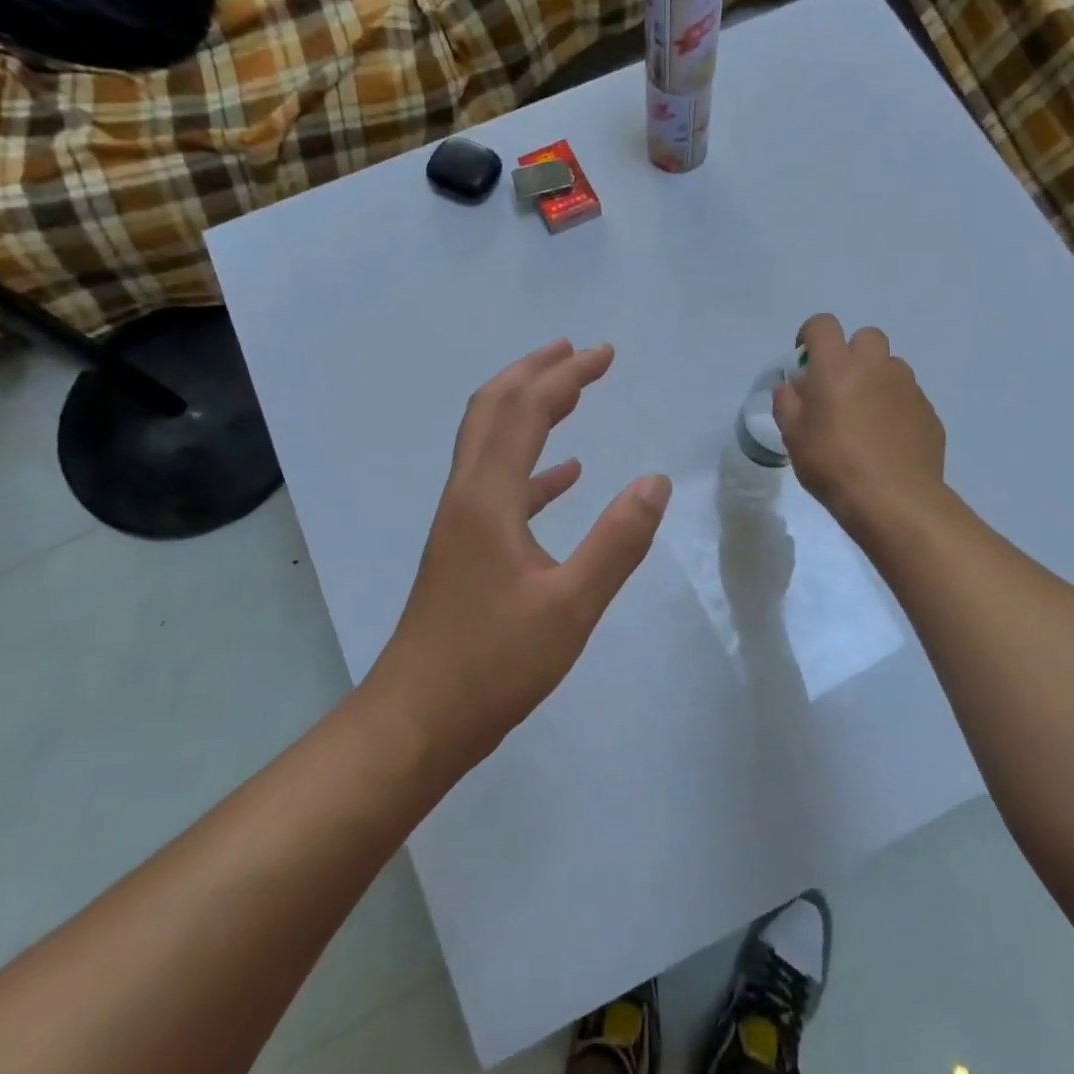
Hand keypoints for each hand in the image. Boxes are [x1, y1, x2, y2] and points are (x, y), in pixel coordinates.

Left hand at [367, 340, 672, 775]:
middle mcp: (467, 496)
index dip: (566, 375)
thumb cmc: (493, 663)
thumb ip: (617, 541)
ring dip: (528, 410)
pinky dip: (533, 467)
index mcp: (488, 498)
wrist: (417, 720)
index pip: (526, 411)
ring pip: (491, 443)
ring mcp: (461, 523)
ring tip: (570, 395)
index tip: (605, 354)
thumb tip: (656, 481)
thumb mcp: (570, 606)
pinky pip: (500, 486)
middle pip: (493, 410)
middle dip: (535, 373)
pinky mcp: (465, 550)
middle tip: (577, 353)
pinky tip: (565, 477)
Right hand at [774, 314, 945, 530]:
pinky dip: (895, 407)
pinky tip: (887, 440)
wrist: (894, 499)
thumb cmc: (833, 464)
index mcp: (837, 366)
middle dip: (851, 353)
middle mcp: (876, 366)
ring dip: (875, 380)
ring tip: (865, 417)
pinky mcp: (929, 411)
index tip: (805, 359)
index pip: (822, 325)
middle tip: (839, 387)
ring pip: (890, 367)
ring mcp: (908, 387)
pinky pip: (907, 397)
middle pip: (866, 337)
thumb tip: (792, 388)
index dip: (810, 335)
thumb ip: (788, 404)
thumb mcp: (793, 437)